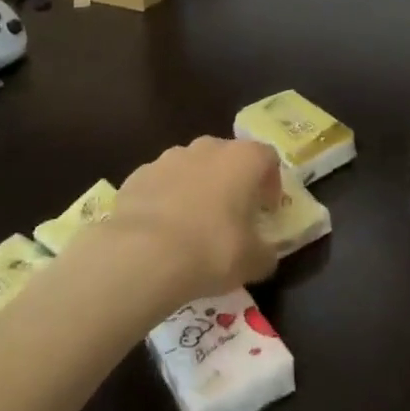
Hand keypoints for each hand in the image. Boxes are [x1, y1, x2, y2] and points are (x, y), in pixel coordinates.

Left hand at [106, 136, 281, 303]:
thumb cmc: (212, 250)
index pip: (267, 158)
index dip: (271, 183)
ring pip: (192, 168)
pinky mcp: (139, 174)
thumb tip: (264, 253)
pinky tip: (161, 232)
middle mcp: (208, 148)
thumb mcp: (254, 262)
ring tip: (192, 226)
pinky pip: (161, 184)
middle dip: (232, 183)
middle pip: (227, 158)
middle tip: (231, 217)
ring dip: (197, 189)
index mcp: (243, 159)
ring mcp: (169, 157)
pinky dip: (165, 200)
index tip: (266, 210)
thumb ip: (266, 253)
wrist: (143, 254)